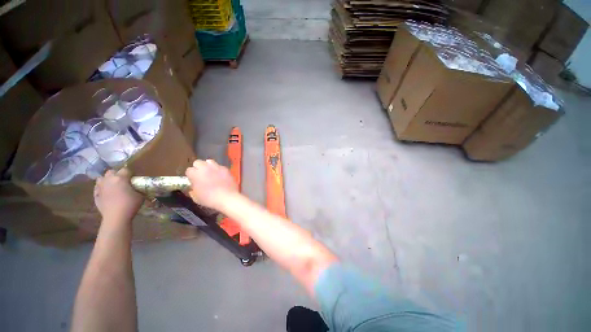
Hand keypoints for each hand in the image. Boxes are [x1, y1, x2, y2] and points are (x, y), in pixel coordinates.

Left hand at [94, 168, 143, 223]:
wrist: (116, 217)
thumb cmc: (130, 204)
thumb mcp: (140, 195)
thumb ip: (137, 188)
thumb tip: (137, 187)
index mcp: (120, 178)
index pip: (126, 170)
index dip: (131, 173)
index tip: (134, 178)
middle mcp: (109, 179)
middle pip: (111, 171)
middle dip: (117, 174)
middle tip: (123, 181)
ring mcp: (100, 187)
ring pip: (101, 178)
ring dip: (107, 180)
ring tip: (112, 185)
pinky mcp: (96, 195)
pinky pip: (97, 188)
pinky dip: (101, 188)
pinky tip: (106, 193)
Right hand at [185, 159, 237, 209]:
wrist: (227, 197)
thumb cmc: (209, 199)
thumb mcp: (196, 198)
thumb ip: (192, 189)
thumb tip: (193, 187)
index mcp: (195, 174)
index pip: (189, 170)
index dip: (191, 175)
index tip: (193, 180)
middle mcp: (205, 168)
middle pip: (198, 162)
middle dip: (198, 167)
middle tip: (201, 175)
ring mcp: (216, 167)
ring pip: (209, 161)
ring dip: (208, 166)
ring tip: (211, 172)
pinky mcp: (225, 168)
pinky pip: (220, 166)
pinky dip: (218, 169)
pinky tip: (220, 176)